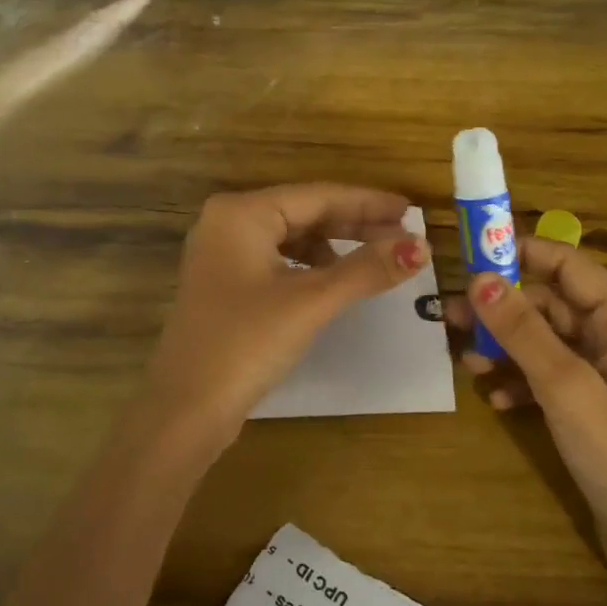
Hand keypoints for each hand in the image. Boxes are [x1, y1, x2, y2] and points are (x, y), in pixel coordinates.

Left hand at [136, 184, 428, 462]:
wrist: (185, 409)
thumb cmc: (246, 343)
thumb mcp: (311, 301)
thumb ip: (366, 269)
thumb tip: (421, 247)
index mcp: (242, 213)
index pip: (318, 196)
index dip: (368, 203)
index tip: (411, 211)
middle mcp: (228, 223)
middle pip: (305, 213)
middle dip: (355, 224)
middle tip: (404, 235)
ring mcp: (223, 254)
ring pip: (293, 237)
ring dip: (335, 246)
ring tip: (377, 258)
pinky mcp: (226, 284)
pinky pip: (279, 260)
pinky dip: (311, 266)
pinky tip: (335, 281)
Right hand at [446, 239, 606, 605]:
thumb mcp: (566, 386)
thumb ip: (522, 330)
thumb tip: (480, 279)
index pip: (568, 264)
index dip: (521, 253)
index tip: (471, 254)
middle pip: (551, 303)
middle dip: (503, 309)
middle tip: (452, 318)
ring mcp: (606, 373)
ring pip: (546, 340)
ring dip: (506, 347)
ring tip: (466, 362)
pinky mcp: (594, 405)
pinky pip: (550, 375)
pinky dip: (521, 380)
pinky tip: (496, 399)